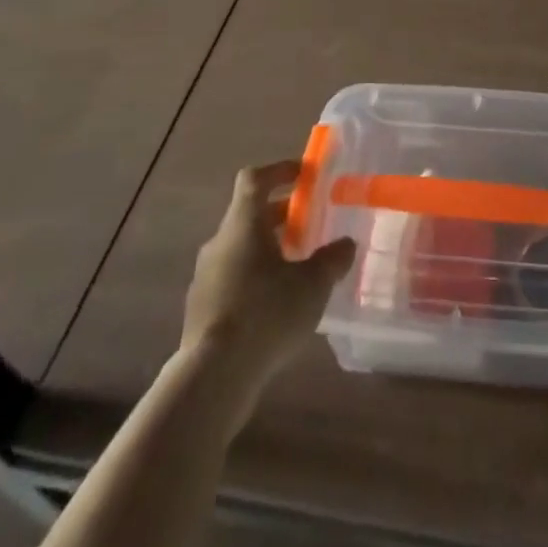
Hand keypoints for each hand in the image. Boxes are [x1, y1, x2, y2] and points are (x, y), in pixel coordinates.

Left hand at [181, 161, 355, 391]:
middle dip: (280, 214)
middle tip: (309, 223)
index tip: (303, 174)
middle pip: (248, 214)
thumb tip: (346, 244)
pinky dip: (254, 278)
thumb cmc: (266, 314)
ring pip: (240, 248)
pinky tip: (276, 304)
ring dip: (267, 248)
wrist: (212, 377)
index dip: (279, 170)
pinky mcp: (201, 309)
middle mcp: (220, 242)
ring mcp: (205, 277)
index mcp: (243, 224)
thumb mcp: (312, 285)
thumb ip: (332, 259)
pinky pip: (231, 278)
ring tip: (297, 267)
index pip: (254, 179)